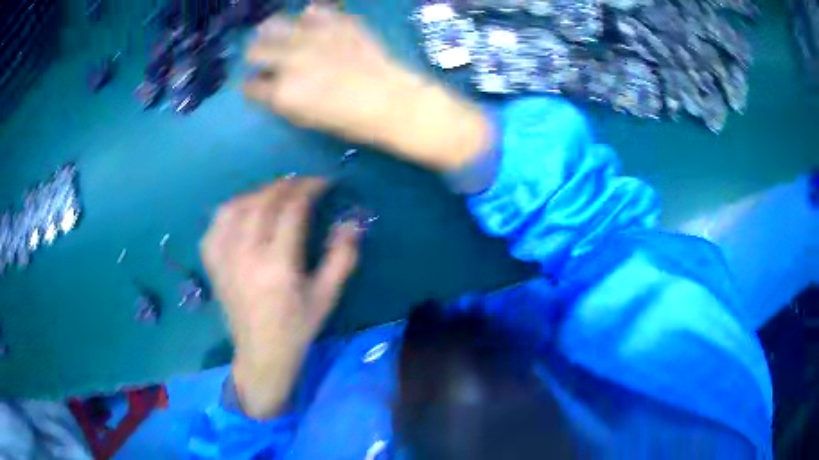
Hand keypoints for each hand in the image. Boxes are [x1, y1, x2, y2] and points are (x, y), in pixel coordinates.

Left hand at [201, 178, 360, 418]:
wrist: (261, 353)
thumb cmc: (298, 326)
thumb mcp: (327, 295)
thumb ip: (342, 257)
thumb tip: (351, 221)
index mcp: (278, 265)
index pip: (291, 209)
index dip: (309, 188)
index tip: (324, 183)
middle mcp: (246, 256)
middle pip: (262, 202)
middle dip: (285, 185)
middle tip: (302, 183)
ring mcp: (225, 259)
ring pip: (236, 207)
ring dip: (258, 192)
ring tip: (275, 193)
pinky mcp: (213, 264)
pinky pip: (216, 224)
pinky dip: (231, 209)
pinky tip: (244, 211)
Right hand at [244, 7, 491, 171]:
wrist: (393, 102)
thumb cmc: (351, 121)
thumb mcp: (307, 119)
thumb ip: (281, 100)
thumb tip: (268, 84)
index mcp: (283, 92)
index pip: (250, 85)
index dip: (252, 85)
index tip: (259, 84)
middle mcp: (291, 60)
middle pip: (255, 50)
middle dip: (256, 55)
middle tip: (265, 57)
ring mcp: (313, 37)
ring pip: (274, 24)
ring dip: (272, 30)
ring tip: (279, 33)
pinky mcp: (336, 22)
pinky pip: (313, 10)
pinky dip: (309, 16)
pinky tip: (312, 22)